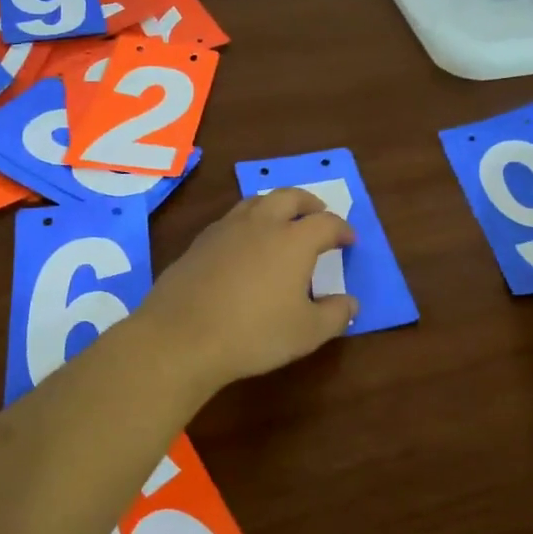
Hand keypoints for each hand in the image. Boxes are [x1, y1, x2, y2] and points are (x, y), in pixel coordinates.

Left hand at [130, 189, 357, 393]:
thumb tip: (350, 303)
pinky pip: (230, 220)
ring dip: (274, 205)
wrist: (182, 337)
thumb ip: (335, 315)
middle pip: (289, 197)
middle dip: (308, 203)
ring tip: (281, 221)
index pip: (326, 223)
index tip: (349, 240)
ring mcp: (225, 229)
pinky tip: (244, 244)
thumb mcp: (307, 333)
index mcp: (293, 240)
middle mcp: (260, 224)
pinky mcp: (199, 242)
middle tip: (317, 214)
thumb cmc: (254, 334)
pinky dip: (247, 223)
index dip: (341, 229)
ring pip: (255, 202)